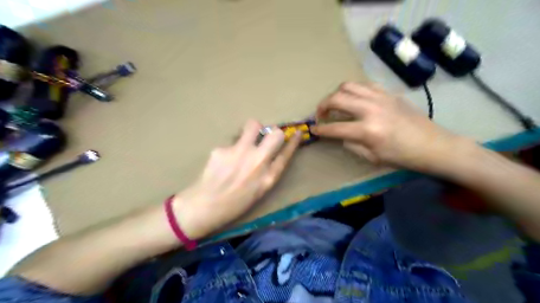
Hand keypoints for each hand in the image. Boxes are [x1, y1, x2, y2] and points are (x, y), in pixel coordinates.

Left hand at [173, 119, 302, 239]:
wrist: (204, 207)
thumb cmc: (234, 204)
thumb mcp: (259, 192)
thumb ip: (267, 172)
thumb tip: (269, 153)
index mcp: (268, 177)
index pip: (287, 153)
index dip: (294, 141)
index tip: (297, 133)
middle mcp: (258, 162)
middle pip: (276, 134)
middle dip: (274, 132)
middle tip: (265, 137)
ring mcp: (240, 153)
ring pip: (253, 125)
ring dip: (253, 129)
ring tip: (245, 140)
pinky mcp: (222, 149)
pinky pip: (231, 141)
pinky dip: (230, 147)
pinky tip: (222, 160)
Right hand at [310, 81, 471, 170]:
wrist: (432, 145)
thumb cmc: (402, 157)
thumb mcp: (372, 157)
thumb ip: (351, 144)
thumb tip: (340, 135)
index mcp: (367, 131)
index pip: (334, 127)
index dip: (320, 129)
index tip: (313, 129)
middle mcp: (371, 109)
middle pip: (337, 99)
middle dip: (322, 106)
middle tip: (320, 114)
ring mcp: (380, 98)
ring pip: (349, 86)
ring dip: (336, 94)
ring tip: (335, 104)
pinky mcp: (389, 93)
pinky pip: (365, 85)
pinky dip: (354, 90)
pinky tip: (354, 99)